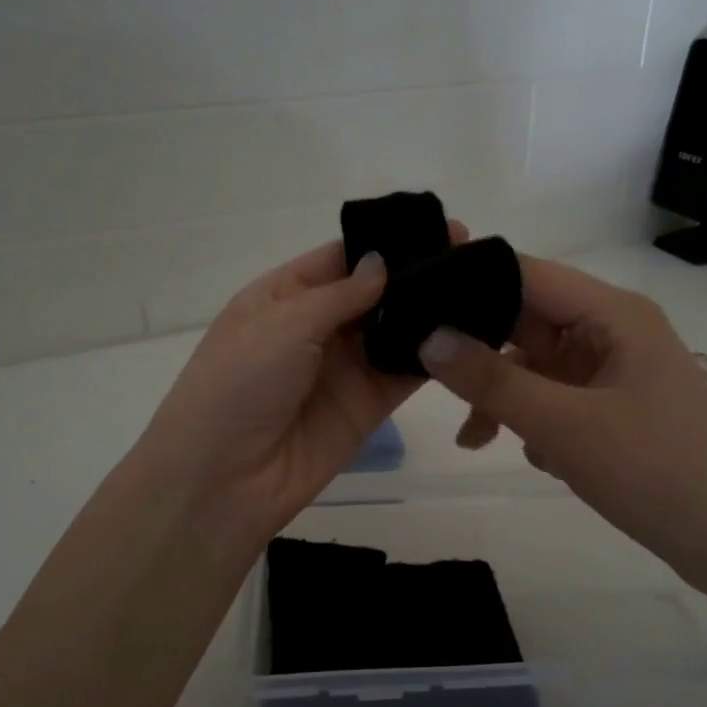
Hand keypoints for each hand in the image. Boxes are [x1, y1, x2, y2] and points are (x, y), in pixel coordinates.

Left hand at [127, 230, 464, 557]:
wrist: (224, 480)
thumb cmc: (239, 384)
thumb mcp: (282, 324)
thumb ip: (340, 294)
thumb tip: (383, 262)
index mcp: (282, 296)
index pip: (340, 258)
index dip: (384, 243)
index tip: (436, 226)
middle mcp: (316, 327)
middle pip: (374, 292)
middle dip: (415, 274)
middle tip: (470, 252)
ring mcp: (344, 368)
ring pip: (395, 330)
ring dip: (430, 312)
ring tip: (482, 287)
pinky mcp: (368, 406)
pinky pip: (405, 373)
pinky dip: (433, 356)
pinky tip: (470, 334)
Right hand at [419, 256, 706, 592]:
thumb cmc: (654, 470)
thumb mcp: (562, 425)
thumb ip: (492, 380)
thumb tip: (428, 338)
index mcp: (612, 313)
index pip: (526, 274)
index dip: (470, 284)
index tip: (415, 308)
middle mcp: (616, 331)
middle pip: (529, 322)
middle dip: (483, 356)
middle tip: (432, 384)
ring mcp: (620, 371)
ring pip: (540, 366)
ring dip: (506, 397)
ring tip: (476, 441)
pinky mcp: (621, 409)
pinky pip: (561, 398)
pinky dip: (538, 421)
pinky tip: (537, 459)